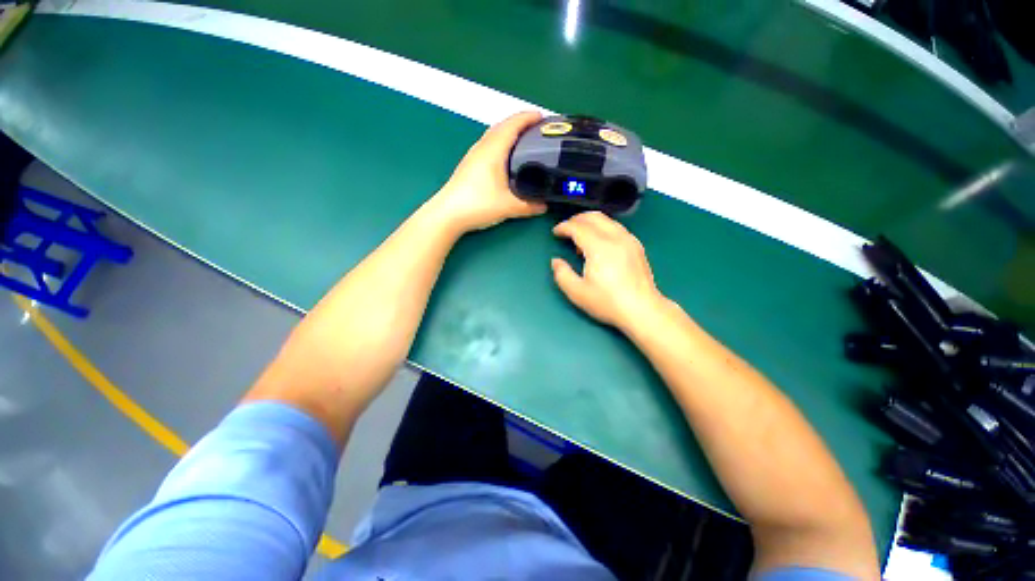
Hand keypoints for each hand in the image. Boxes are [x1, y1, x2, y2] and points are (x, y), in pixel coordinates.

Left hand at [431, 111, 546, 233]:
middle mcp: (482, 148)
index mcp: (493, 150)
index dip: (528, 118)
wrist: (448, 214)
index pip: (512, 125)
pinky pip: (488, 146)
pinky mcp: (469, 165)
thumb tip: (544, 206)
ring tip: (524, 143)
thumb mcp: (508, 207)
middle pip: (502, 126)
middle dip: (520, 123)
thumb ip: (529, 206)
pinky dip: (500, 144)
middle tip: (537, 131)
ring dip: (508, 133)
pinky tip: (505, 159)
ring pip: (493, 135)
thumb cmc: (478, 204)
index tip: (543, 118)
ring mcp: (473, 156)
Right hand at [551, 211, 666, 329]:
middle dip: (576, 219)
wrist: (642, 310)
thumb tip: (556, 261)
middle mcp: (615, 237)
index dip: (563, 227)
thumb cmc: (607, 302)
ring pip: (607, 220)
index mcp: (599, 247)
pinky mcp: (637, 246)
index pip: (578, 227)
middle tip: (566, 229)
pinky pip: (616, 227)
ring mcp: (629, 240)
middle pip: (593, 217)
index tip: (555, 232)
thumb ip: (561, 274)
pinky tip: (599, 244)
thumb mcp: (577, 292)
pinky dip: (603, 228)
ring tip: (580, 237)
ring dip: (590, 223)